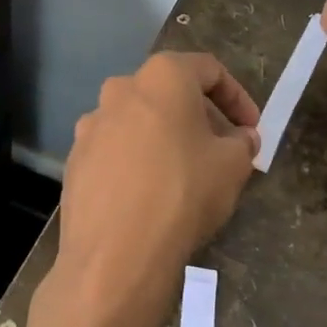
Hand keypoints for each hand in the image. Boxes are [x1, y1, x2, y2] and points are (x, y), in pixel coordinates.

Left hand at [45, 53, 260, 326]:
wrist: (115, 256)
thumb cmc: (183, 194)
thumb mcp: (233, 165)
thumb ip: (242, 142)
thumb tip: (241, 138)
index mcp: (161, 77)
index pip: (209, 70)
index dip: (238, 98)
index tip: (251, 129)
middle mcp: (120, 89)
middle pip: (170, 93)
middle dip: (202, 118)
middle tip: (223, 151)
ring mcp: (91, 125)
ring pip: (140, 121)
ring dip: (167, 139)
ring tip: (187, 174)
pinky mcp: (74, 160)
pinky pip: (116, 151)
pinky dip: (137, 162)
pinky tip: (151, 195)